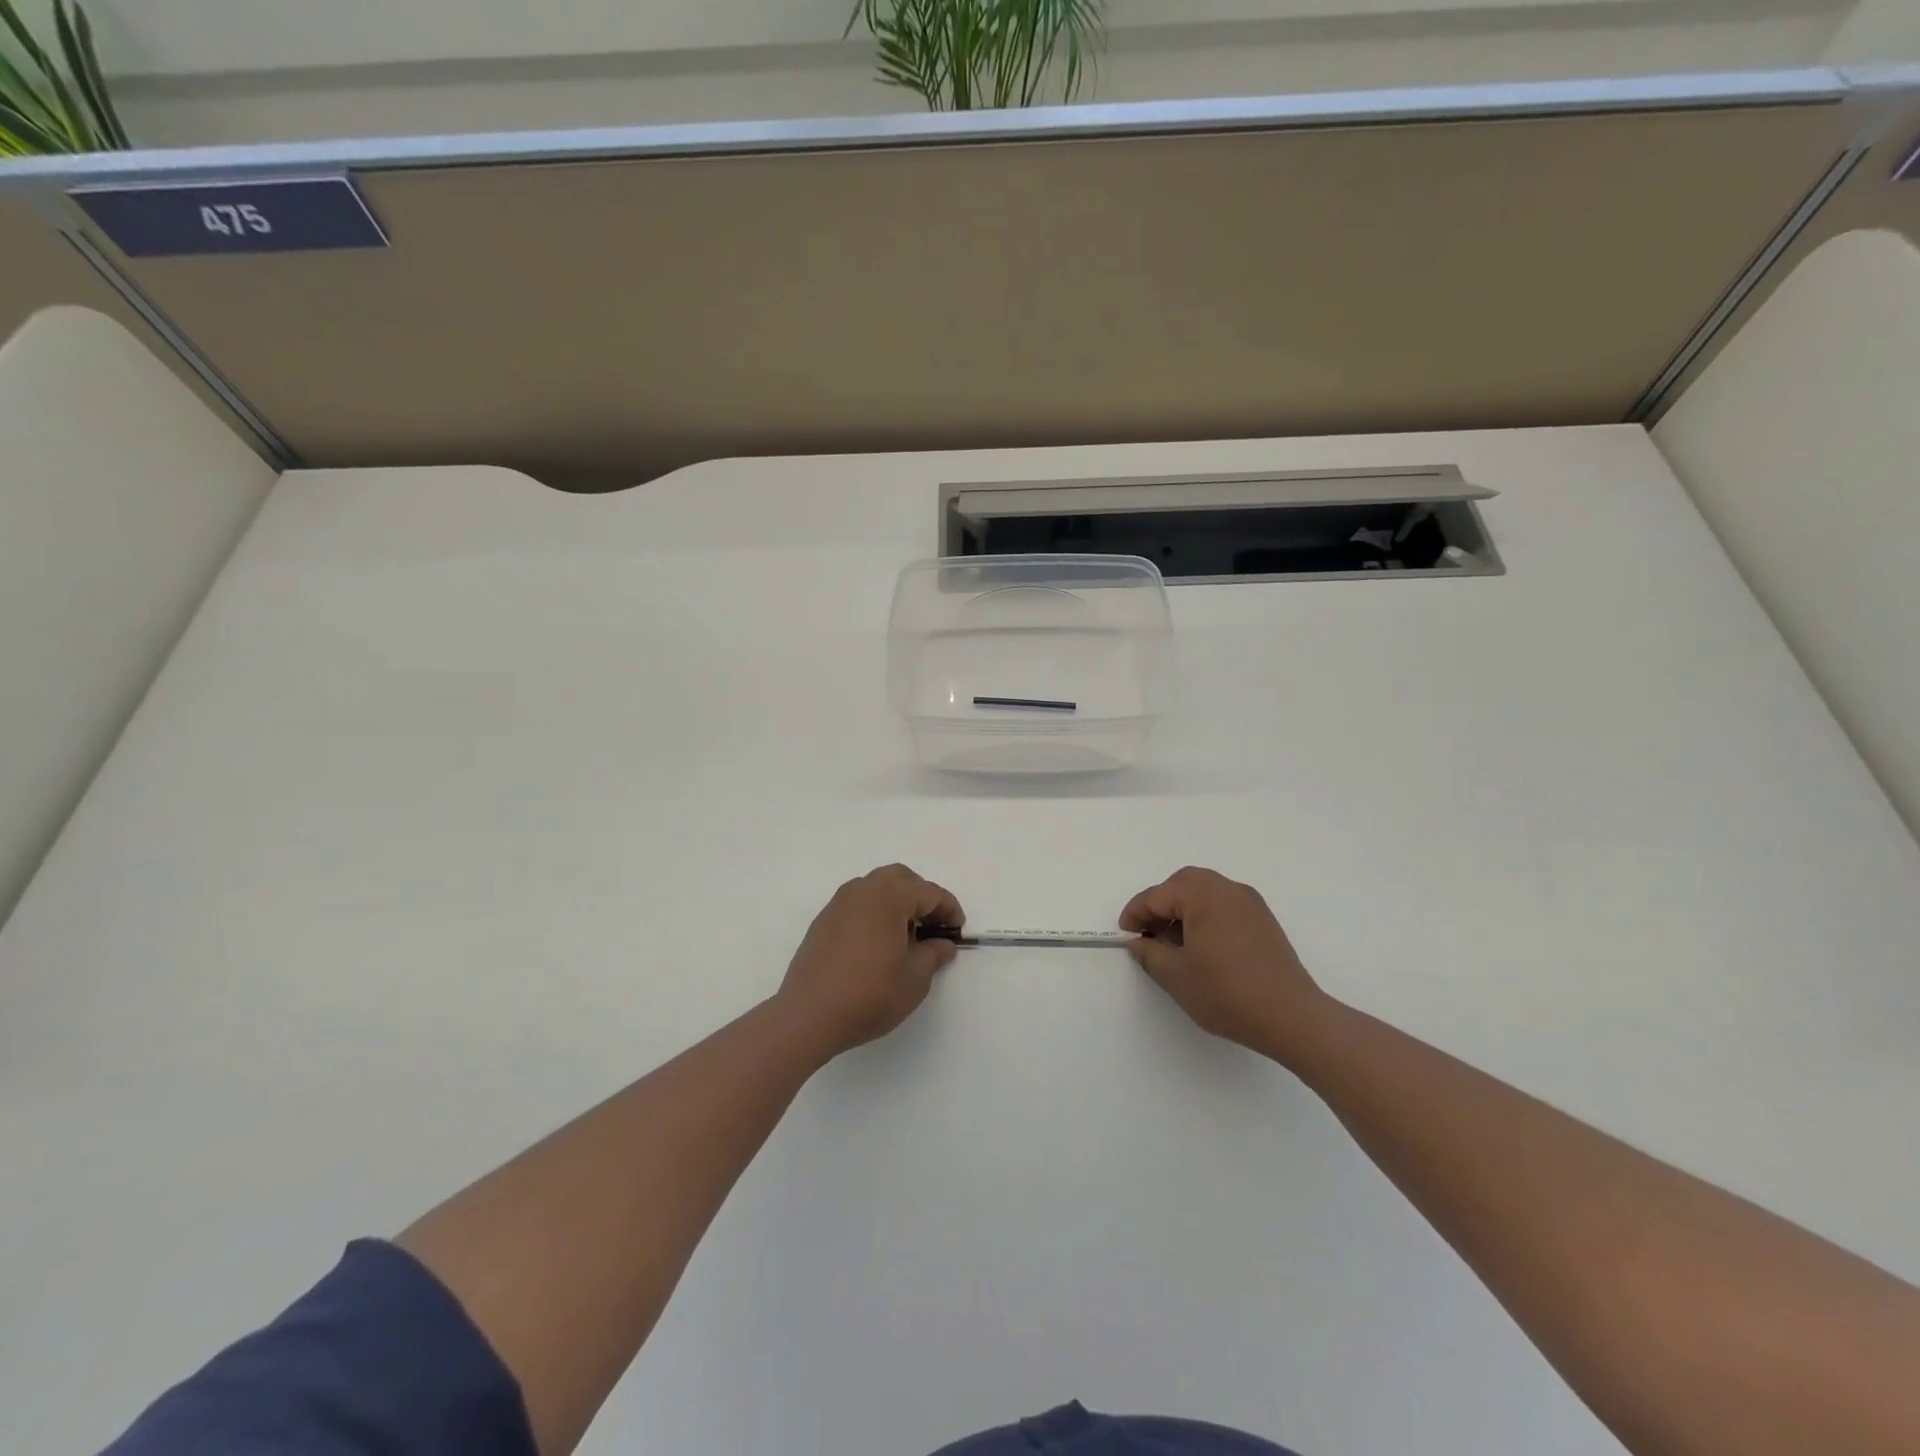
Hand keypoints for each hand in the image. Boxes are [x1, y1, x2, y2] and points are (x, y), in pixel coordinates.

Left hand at [776, 865, 962, 1060]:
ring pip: (876, 887)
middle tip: (933, 926)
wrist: (809, 1015)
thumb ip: (934, 954)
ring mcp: (839, 904)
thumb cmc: (870, 994)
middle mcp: (863, 890)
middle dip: (921, 897)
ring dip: (896, 902)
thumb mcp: (915, 978)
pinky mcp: (824, 921)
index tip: (957, 930)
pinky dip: (874, 912)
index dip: (949, 909)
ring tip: (906, 935)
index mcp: (889, 897)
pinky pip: (857, 904)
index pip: (929, 893)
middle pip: (900, 878)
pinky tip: (877, 943)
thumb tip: (943, 944)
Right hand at [1120, 866, 1331, 1062]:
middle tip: (1148, 933)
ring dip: (1184, 910)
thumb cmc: (1226, 992)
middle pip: (1184, 885)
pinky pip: (1225, 906)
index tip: (1125, 934)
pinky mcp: (1264, 921)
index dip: (1136, 914)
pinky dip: (1206, 917)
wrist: (1291, 1017)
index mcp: (1203, 895)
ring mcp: (1250, 904)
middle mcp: (1228, 889)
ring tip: (1173, 943)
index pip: (1158, 895)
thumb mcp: (1176, 976)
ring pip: (1206, 893)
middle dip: (1161, 904)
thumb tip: (1138, 942)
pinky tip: (1202, 948)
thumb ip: (1150, 954)